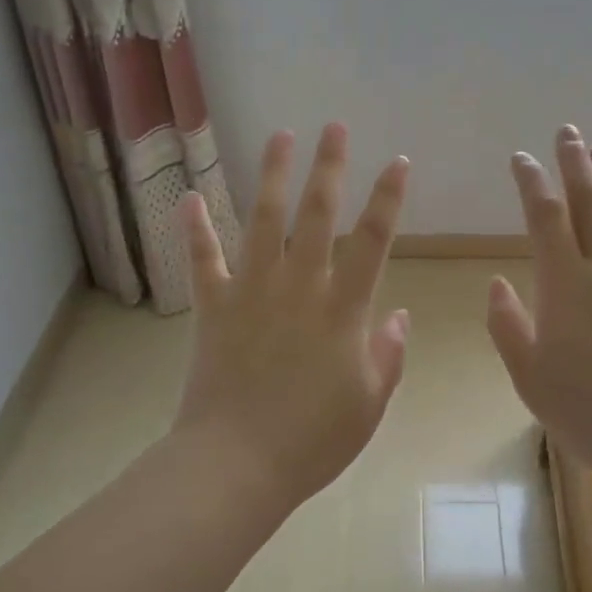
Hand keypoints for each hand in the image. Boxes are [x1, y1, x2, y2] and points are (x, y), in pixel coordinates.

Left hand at [174, 124, 411, 507]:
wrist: (237, 464)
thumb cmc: (312, 440)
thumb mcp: (370, 404)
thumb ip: (389, 355)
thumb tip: (399, 315)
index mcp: (343, 310)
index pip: (373, 241)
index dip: (388, 198)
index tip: (398, 162)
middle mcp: (299, 287)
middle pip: (317, 215)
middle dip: (329, 167)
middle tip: (334, 127)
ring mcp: (252, 292)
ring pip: (264, 221)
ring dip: (274, 176)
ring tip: (281, 136)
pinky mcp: (214, 307)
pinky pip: (204, 260)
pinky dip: (196, 228)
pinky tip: (191, 196)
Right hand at [486, 126, 591, 492]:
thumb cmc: (587, 412)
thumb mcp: (529, 376)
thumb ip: (508, 325)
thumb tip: (497, 282)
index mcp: (565, 283)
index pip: (544, 216)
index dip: (531, 182)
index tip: (520, 158)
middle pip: (590, 201)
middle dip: (575, 162)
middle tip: (567, 132)